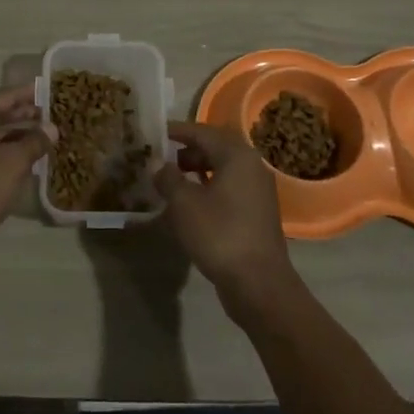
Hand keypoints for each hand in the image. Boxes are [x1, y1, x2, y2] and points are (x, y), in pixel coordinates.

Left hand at [0, 85, 47, 254]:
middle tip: (53, 115)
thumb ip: (35, 141)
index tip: (51, 91)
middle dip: (25, 115)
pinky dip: (5, 149)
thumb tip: (52, 128)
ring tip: (45, 136)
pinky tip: (26, 157)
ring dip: (17, 134)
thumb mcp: (14, 161)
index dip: (30, 94)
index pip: (6, 95)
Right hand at [157, 121, 299, 315]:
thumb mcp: (184, 204)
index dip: (177, 131)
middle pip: (215, 148)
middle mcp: (251, 166)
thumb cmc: (219, 234)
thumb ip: (168, 178)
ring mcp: (257, 190)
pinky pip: (229, 188)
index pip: (202, 132)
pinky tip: (190, 203)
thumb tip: (159, 165)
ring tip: (172, 180)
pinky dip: (208, 187)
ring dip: (197, 170)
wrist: (258, 282)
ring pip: (222, 169)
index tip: (155, 132)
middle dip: (187, 150)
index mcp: (236, 156)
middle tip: (162, 157)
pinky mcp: (257, 212)